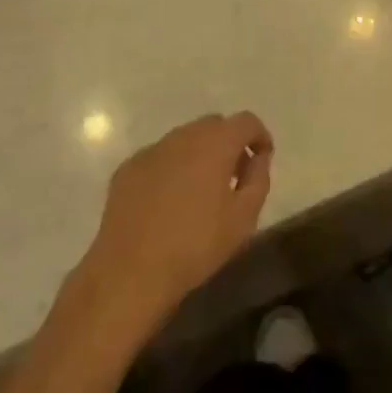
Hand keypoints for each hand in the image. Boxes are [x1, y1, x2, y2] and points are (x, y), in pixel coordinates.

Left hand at [81, 113, 273, 337]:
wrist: (130, 271)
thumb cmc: (195, 245)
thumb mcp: (244, 218)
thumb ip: (258, 179)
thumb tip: (258, 157)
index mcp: (215, 142)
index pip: (246, 121)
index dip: (259, 136)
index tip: (263, 159)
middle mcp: (183, 135)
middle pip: (214, 125)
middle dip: (229, 143)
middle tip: (233, 177)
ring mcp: (152, 150)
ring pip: (185, 139)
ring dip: (200, 155)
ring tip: (200, 191)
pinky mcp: (128, 168)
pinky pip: (160, 157)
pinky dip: (172, 169)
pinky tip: (168, 202)